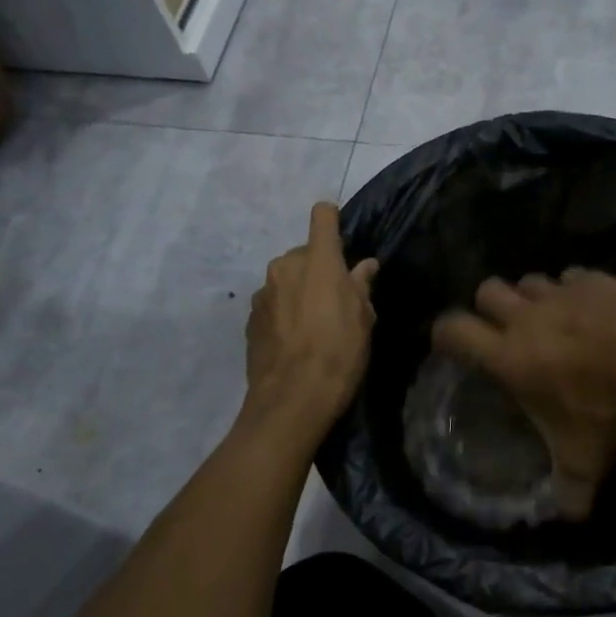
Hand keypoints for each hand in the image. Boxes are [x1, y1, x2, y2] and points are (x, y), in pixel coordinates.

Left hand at [244, 202, 378, 432]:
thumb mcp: (363, 319)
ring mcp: (263, 292)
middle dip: (319, 268)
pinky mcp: (250, 318)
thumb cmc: (339, 353)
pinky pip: (273, 302)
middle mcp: (285, 266)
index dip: (333, 220)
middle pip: (306, 252)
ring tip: (314, 324)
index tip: (343, 239)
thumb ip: (361, 286)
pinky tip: (295, 340)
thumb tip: (365, 266)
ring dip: (300, 290)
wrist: (291, 400)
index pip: (322, 216)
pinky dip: (284, 311)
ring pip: (287, 278)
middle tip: (336, 300)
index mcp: (318, 259)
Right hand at [431, 270, 615, 519]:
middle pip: (487, 291)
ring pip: (529, 280)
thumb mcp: (588, 459)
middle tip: (504, 330)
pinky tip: (590, 308)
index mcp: (509, 355)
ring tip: (548, 318)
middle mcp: (528, 317)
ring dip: (530, 296)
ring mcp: (562, 291)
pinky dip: (573, 289)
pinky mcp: (596, 278)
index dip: (444, 333)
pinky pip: (570, 276)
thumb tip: (569, 517)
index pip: (454, 330)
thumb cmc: (613, 407)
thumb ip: (571, 490)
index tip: (448, 344)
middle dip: (488, 308)